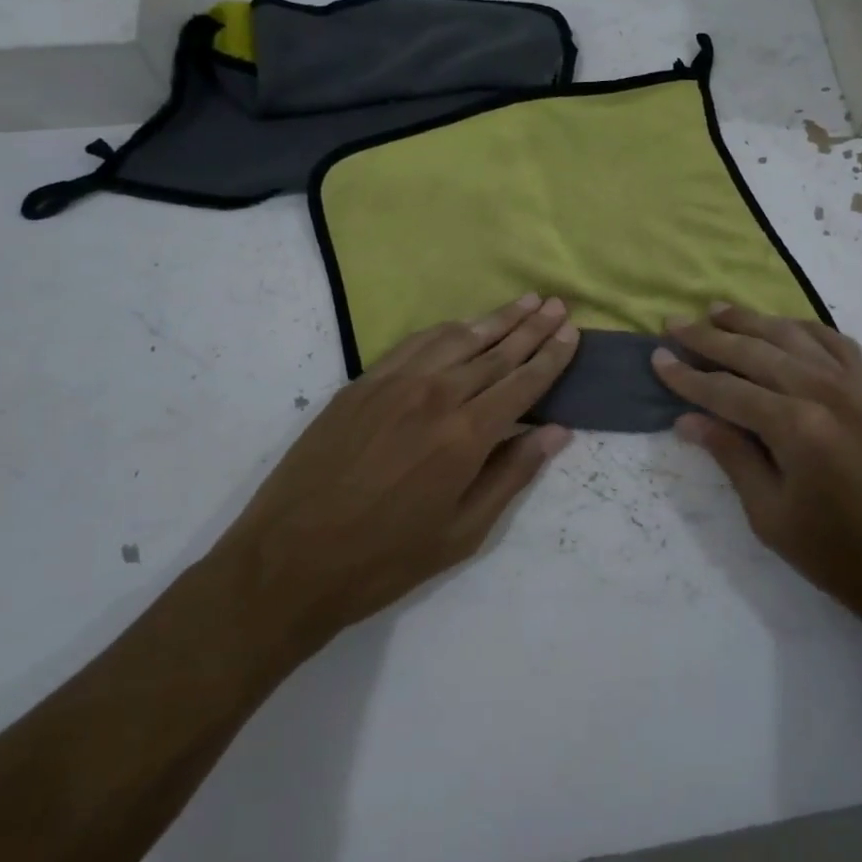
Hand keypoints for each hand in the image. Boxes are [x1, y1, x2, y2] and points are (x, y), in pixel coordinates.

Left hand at [222, 295, 578, 658]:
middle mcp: (435, 396)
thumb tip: (557, 432)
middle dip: (531, 326)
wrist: (289, 561)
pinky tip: (461, 324)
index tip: (571, 331)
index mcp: (466, 436)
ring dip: (494, 318)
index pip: (522, 382)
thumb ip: (512, 475)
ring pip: (457, 338)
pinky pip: (415, 343)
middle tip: (556, 303)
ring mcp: (394, 383)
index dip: (551, 356)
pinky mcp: (362, 383)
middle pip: (495, 351)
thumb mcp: (462, 533)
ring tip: (523, 301)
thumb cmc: (385, 559)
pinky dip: (446, 329)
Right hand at [651, 304, 861, 653]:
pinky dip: (803, 328)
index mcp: (796, 426)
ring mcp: (859, 384)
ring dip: (752, 321)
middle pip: (755, 352)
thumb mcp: (772, 518)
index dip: (686, 375)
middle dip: (709, 336)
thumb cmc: (844, 558)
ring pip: (794, 336)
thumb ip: (732, 457)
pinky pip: (835, 342)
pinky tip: (783, 327)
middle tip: (675, 322)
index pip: (726, 390)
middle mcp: (825, 390)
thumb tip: (688, 420)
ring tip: (718, 310)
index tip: (656, 357)